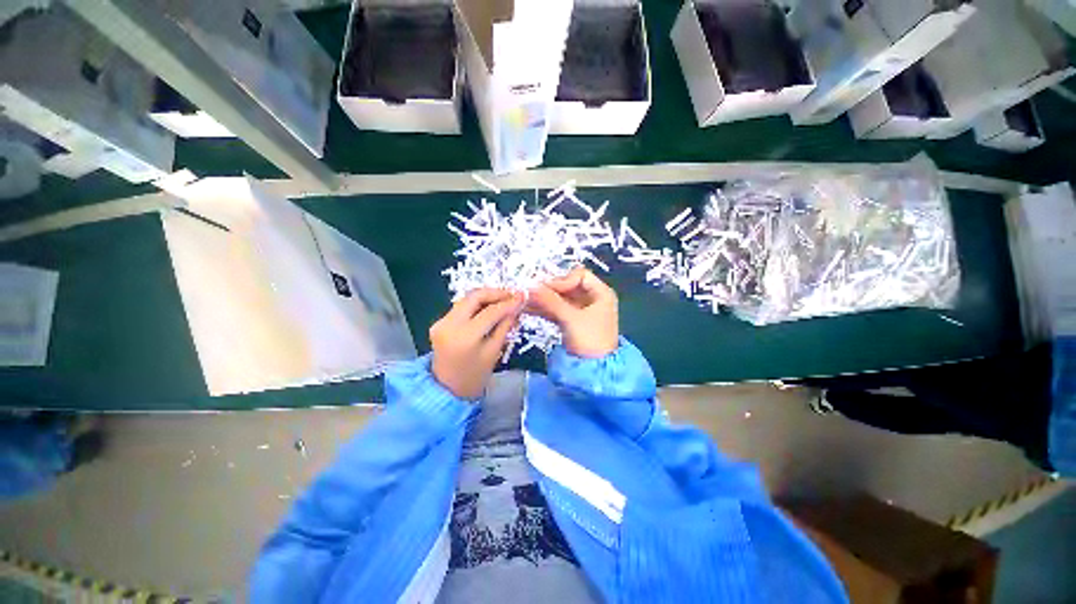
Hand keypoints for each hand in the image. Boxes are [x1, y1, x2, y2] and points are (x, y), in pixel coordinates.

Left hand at [430, 288, 522, 398]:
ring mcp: (441, 322)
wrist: (447, 390)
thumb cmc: (474, 376)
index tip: (522, 297)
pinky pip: (461, 307)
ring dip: (486, 297)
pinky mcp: (439, 322)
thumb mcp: (494, 352)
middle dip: (495, 293)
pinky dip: (477, 305)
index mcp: (465, 336)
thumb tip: (516, 307)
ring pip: (467, 299)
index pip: (491, 311)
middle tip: (512, 295)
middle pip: (474, 296)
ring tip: (504, 301)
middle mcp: (449, 324)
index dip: (508, 302)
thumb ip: (504, 326)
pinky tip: (489, 308)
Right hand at [528, 267, 618, 357]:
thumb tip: (530, 286)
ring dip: (543, 299)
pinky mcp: (572, 321)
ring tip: (524, 299)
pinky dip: (545, 309)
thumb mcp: (571, 319)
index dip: (562, 279)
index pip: (579, 275)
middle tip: (529, 291)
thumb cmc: (590, 340)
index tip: (545, 287)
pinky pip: (557, 310)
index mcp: (601, 293)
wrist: (595, 371)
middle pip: (568, 286)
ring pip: (560, 299)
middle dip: (549, 289)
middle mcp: (592, 299)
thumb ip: (550, 301)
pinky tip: (528, 309)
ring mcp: (581, 311)